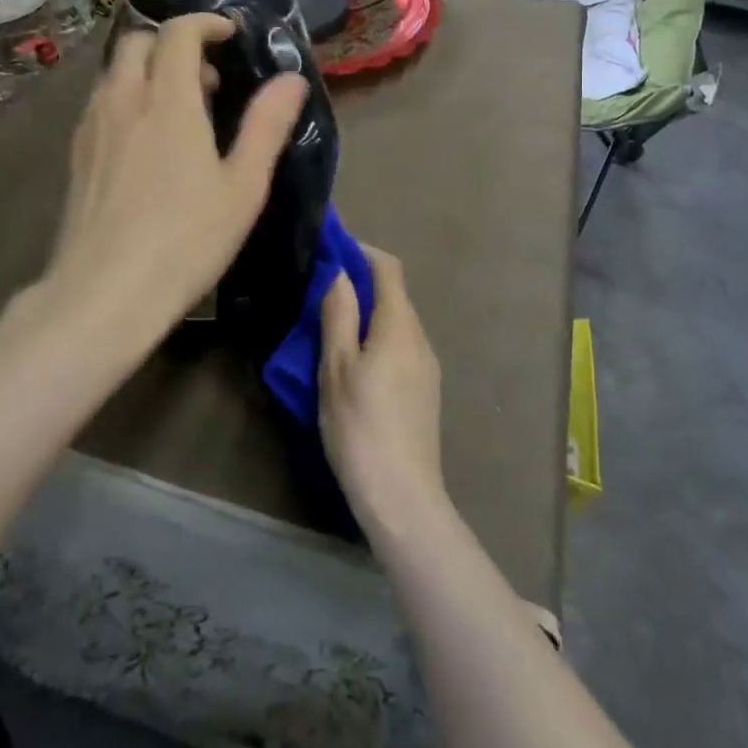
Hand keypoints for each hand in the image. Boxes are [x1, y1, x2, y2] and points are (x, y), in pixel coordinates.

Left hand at [45, 13, 307, 347]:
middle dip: (175, 44)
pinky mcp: (76, 153)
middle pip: (138, 41)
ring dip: (150, 71)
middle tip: (208, 80)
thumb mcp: (243, 187)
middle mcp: (123, 100)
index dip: (206, 23)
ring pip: (116, 71)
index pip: (178, 32)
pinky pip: (102, 101)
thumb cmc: (185, 241)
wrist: (103, 294)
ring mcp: (92, 126)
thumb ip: (267, 126)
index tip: (231, 36)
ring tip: (181, 112)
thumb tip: (292, 79)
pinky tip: (147, 142)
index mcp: (167, 101)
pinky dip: (128, 97)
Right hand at [319, 245, 448, 538]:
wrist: (403, 496)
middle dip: (360, 284)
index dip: (360, 252)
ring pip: (396, 323)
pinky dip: (377, 339)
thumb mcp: (336, 368)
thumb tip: (339, 271)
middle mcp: (420, 337)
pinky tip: (353, 364)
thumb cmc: (361, 427)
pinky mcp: (425, 391)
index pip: (387, 268)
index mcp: (399, 325)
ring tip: (330, 328)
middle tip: (320, 293)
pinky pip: (400, 347)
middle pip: (393, 294)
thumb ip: (338, 314)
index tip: (330, 251)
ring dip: (367, 314)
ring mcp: (427, 366)